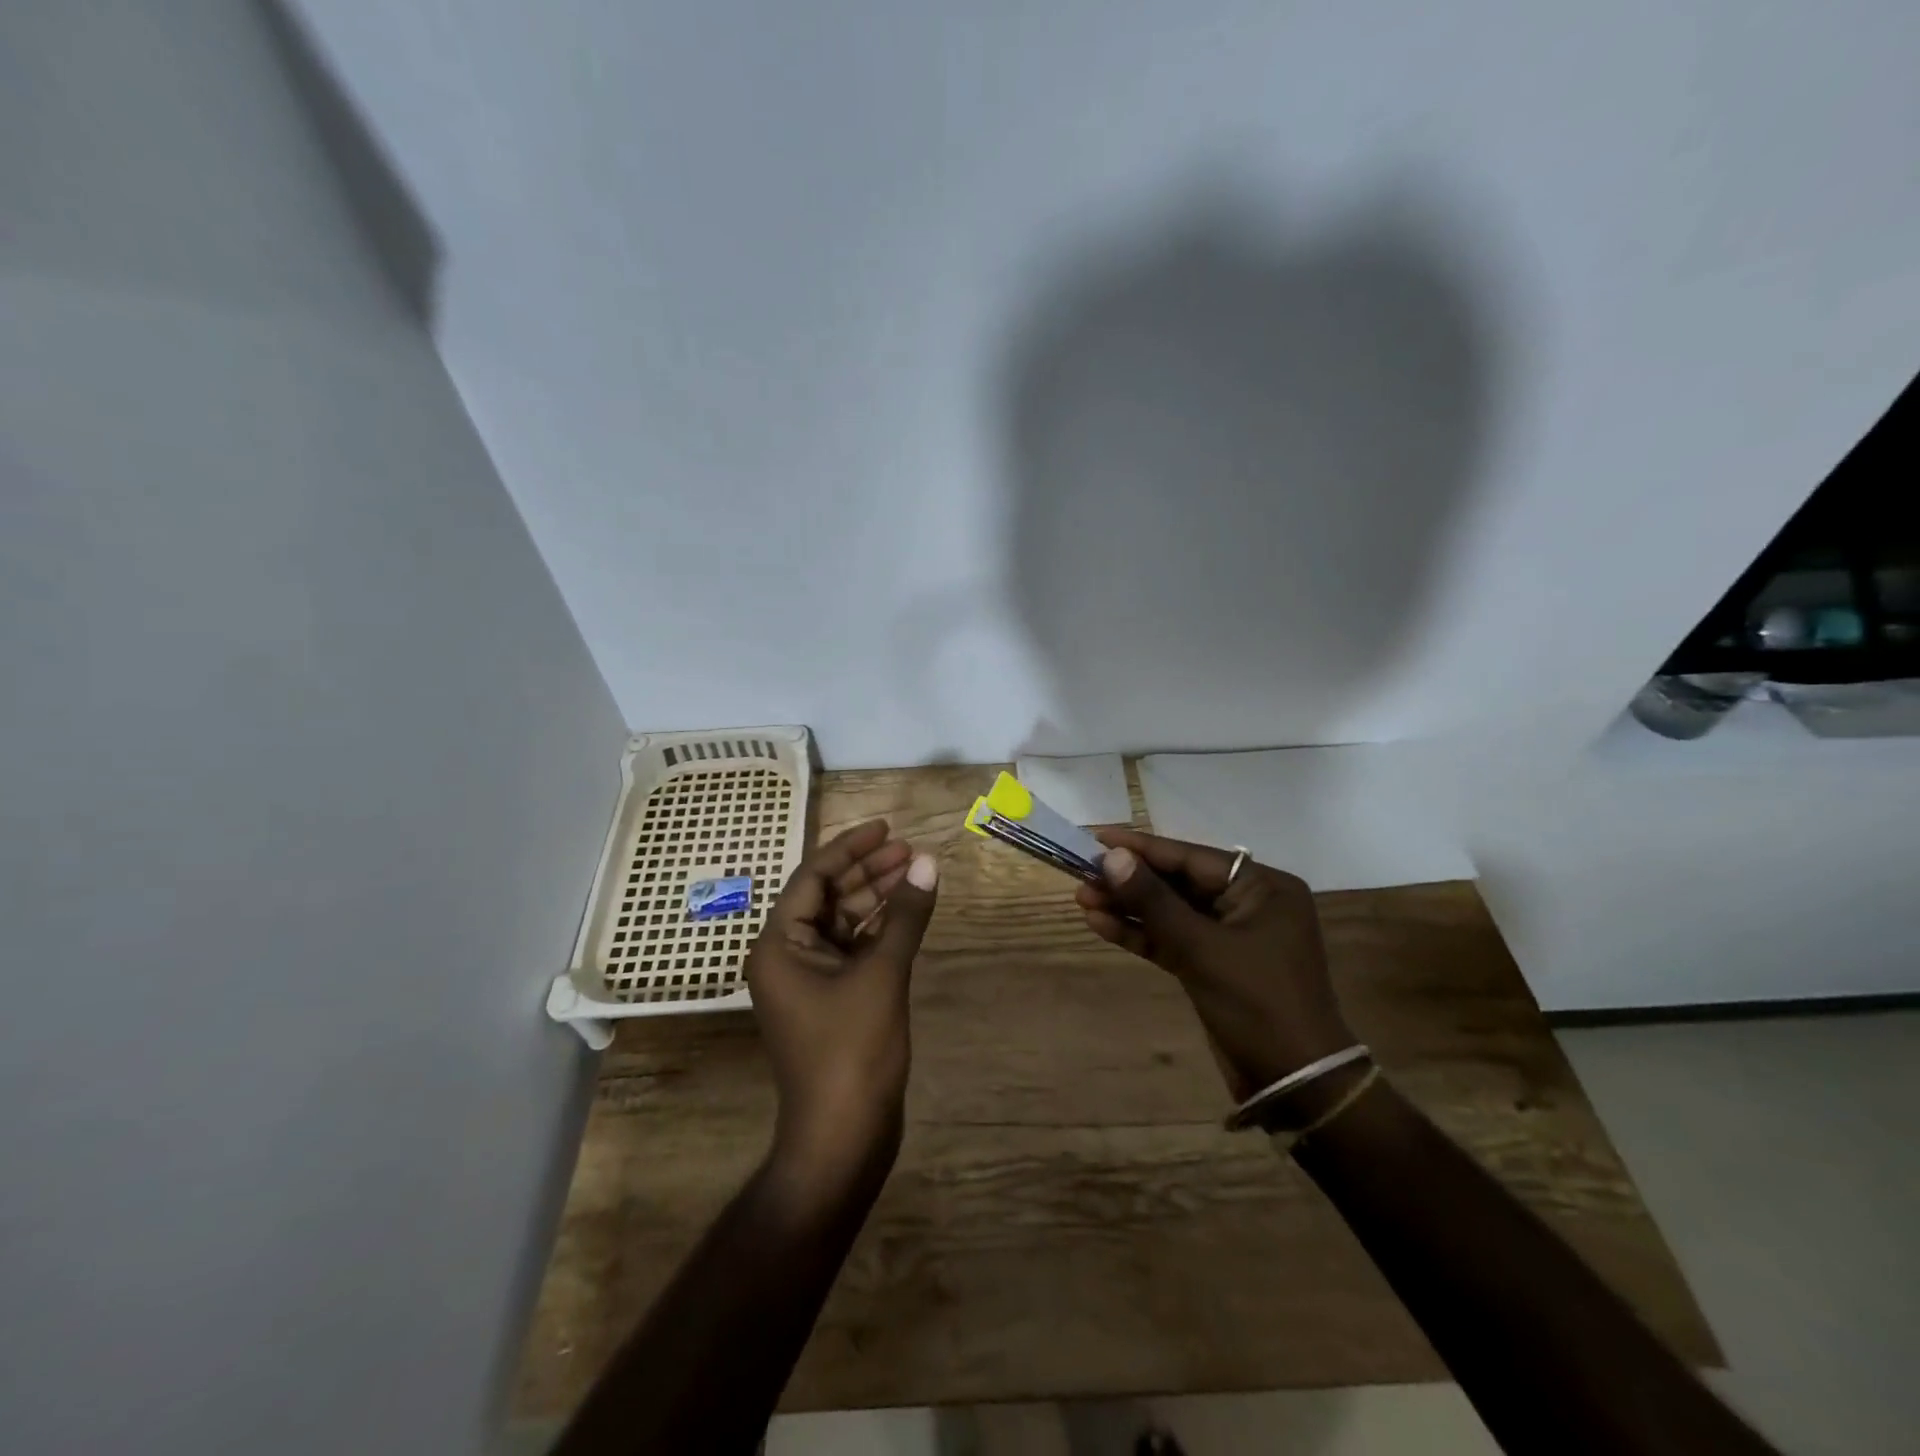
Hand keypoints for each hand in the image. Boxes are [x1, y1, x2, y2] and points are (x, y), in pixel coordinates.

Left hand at [746, 819, 939, 1202]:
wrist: (843, 1137)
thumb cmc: (852, 1051)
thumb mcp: (882, 974)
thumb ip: (904, 915)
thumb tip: (928, 862)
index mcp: (780, 944)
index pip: (813, 876)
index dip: (851, 848)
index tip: (886, 828)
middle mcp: (788, 956)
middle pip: (829, 896)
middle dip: (869, 871)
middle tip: (911, 850)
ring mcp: (810, 979)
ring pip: (844, 922)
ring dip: (878, 898)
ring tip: (917, 872)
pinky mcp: (833, 999)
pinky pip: (855, 949)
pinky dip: (881, 930)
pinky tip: (910, 912)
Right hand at [1075, 828, 1352, 1098]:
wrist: (1294, 1085)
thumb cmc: (1257, 1003)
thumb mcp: (1202, 948)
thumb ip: (1154, 901)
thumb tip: (1111, 857)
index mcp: (1263, 887)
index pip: (1191, 857)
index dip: (1142, 848)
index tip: (1097, 837)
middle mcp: (1248, 904)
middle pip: (1178, 883)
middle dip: (1130, 881)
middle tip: (1082, 873)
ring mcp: (1230, 936)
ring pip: (1170, 912)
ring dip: (1129, 907)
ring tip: (1082, 898)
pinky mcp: (1213, 965)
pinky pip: (1172, 939)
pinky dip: (1140, 934)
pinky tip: (1101, 925)